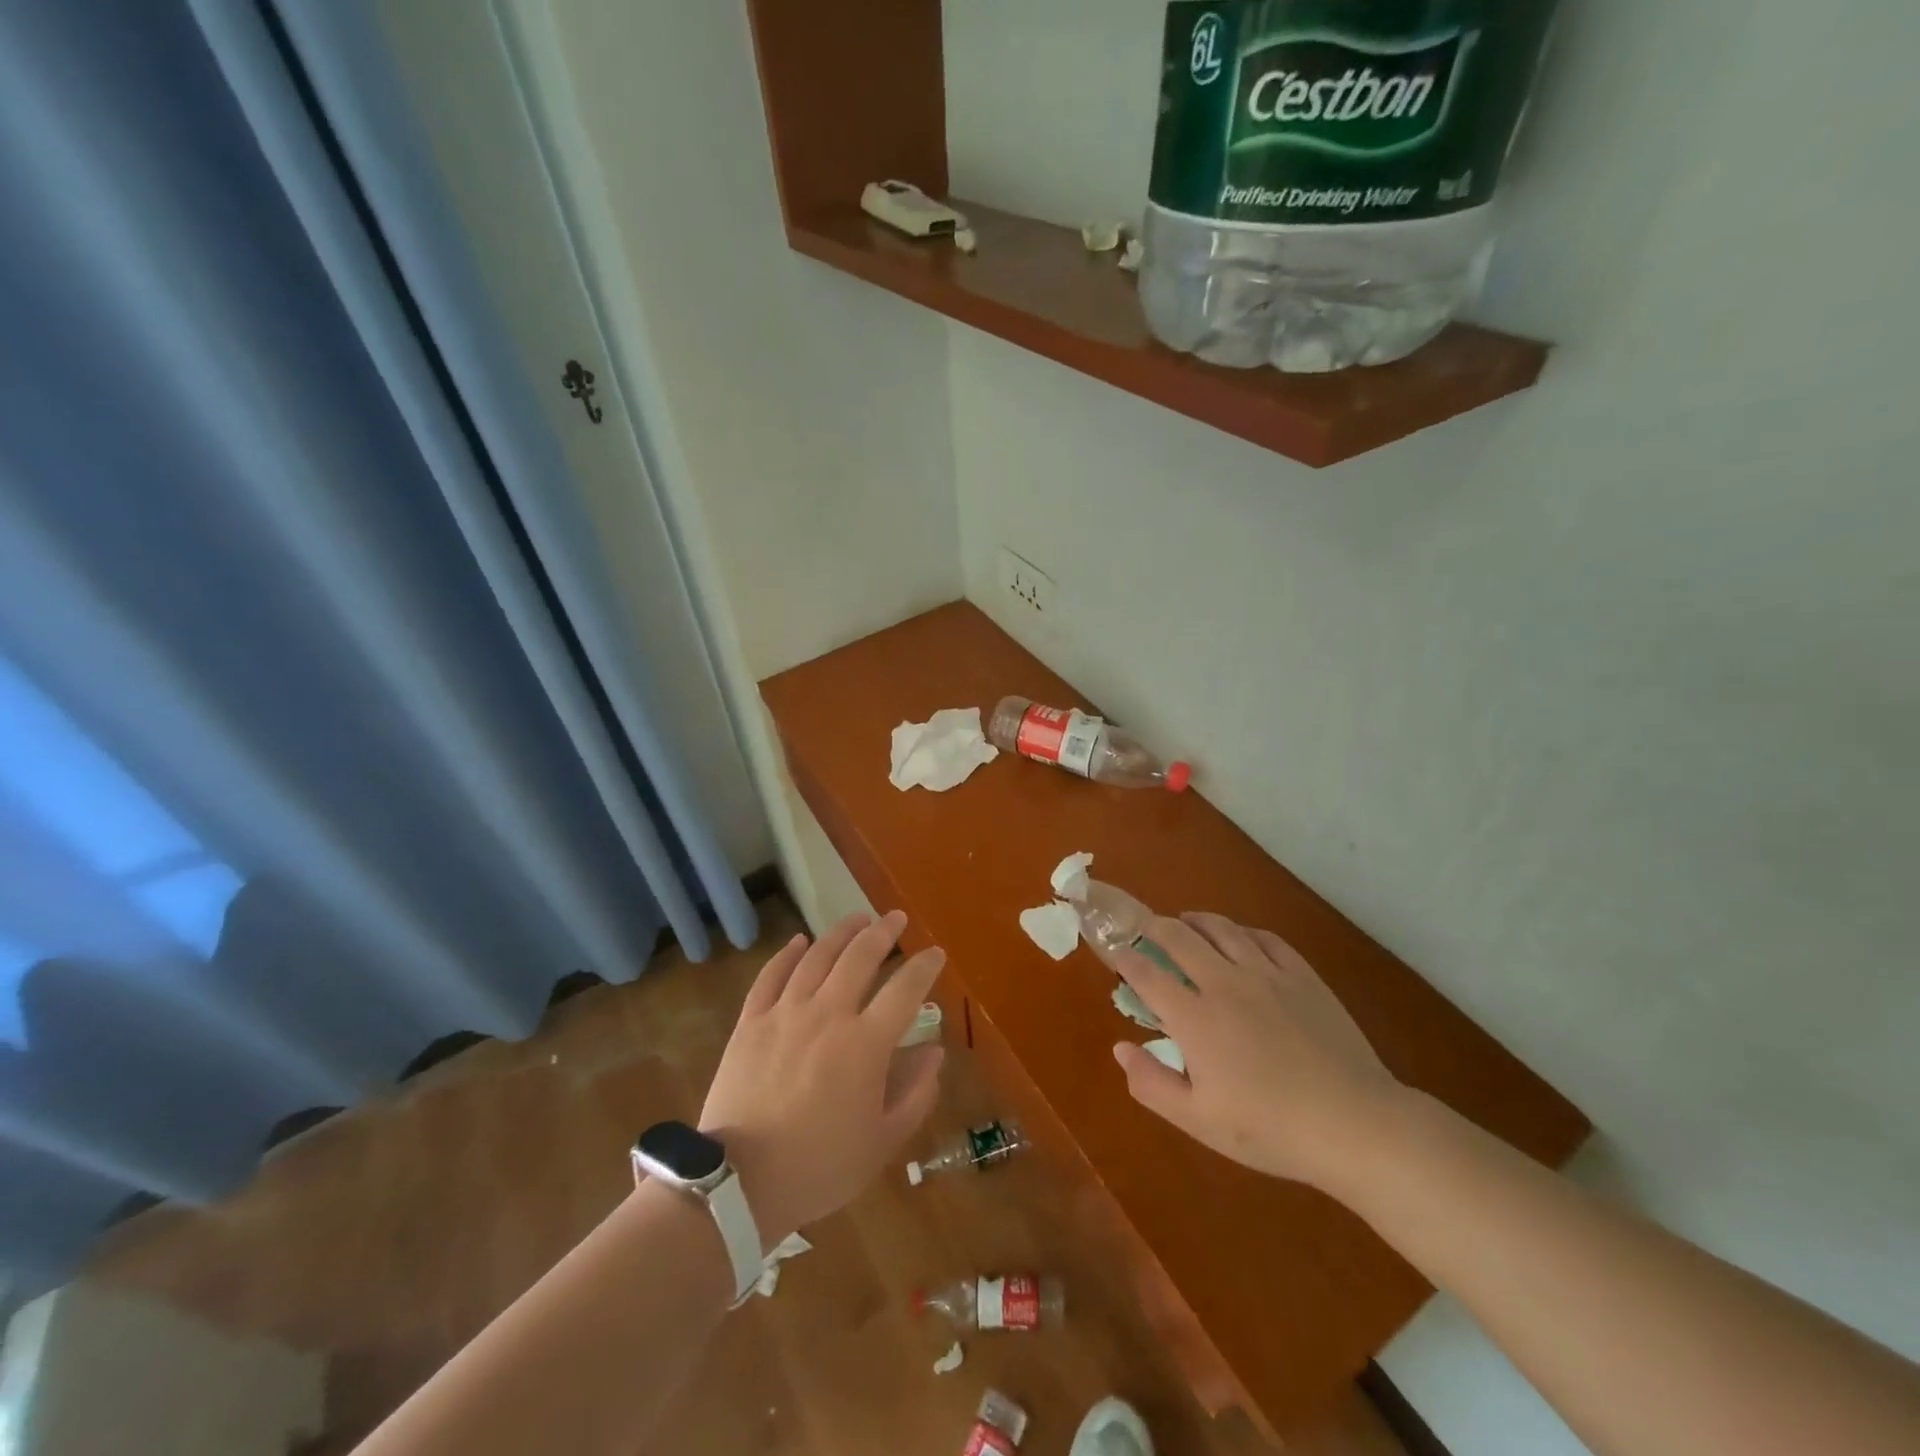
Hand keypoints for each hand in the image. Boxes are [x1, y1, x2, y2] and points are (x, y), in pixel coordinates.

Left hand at [698, 911, 945, 1246]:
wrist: (739, 1183)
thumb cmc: (820, 1166)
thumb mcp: (882, 1142)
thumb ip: (915, 1094)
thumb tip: (935, 1052)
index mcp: (865, 1043)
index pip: (905, 990)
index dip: (924, 967)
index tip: (936, 953)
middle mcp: (828, 1014)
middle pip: (860, 957)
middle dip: (883, 932)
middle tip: (896, 918)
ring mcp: (785, 1013)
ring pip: (817, 957)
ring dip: (841, 933)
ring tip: (857, 918)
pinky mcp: (751, 1022)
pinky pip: (771, 975)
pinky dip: (787, 954)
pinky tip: (798, 941)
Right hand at [1110, 913, 1405, 1190]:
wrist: (1353, 1124)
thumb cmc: (1269, 1129)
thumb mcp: (1199, 1120)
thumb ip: (1152, 1083)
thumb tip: (1120, 1048)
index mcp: (1194, 1018)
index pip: (1147, 974)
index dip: (1126, 959)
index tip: (1117, 954)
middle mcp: (1224, 983)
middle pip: (1180, 937)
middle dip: (1155, 926)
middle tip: (1146, 927)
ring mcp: (1266, 974)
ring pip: (1222, 929)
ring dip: (1196, 920)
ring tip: (1186, 920)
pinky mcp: (1302, 975)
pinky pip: (1265, 938)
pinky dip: (1243, 931)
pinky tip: (1240, 937)